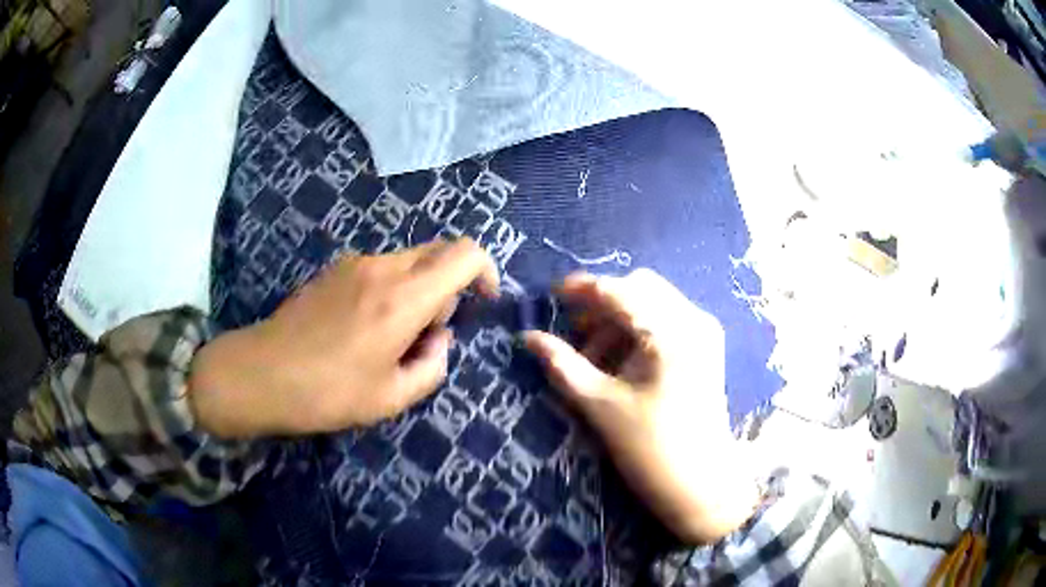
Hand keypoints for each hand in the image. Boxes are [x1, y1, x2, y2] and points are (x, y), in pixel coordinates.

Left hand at [190, 239, 498, 436]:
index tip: (483, 303)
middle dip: (450, 286)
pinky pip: (380, 268)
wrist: (261, 374)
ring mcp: (354, 263)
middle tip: (429, 332)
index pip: (465, 254)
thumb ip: (433, 366)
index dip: (486, 271)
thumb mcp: (391, 398)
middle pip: (438, 252)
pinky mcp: (333, 270)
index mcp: (403, 298)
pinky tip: (363, 328)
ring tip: (391, 337)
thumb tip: (440, 340)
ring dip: (418, 289)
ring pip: (408, 261)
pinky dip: (391, 288)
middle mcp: (382, 267)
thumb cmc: (328, 392)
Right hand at [525, 269, 758, 543]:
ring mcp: (705, 333)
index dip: (582, 289)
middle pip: (640, 288)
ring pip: (654, 302)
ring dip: (620, 319)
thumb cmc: (649, 449)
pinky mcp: (707, 348)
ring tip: (595, 358)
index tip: (551, 296)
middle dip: (603, 305)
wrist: (700, 485)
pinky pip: (667, 320)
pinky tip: (622, 361)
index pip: (619, 291)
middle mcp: (693, 321)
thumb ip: (563, 364)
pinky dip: (639, 331)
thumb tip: (528, 337)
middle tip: (575, 334)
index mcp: (670, 333)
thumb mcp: (600, 406)